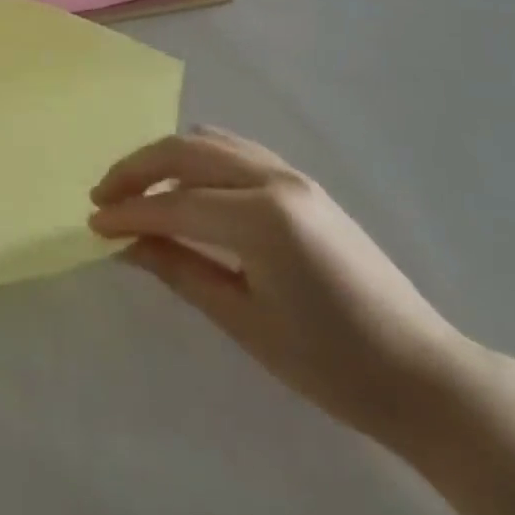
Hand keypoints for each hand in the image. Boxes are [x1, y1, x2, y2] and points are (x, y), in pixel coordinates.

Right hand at [89, 126, 479, 444]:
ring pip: (210, 141)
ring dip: (166, 158)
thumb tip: (126, 242)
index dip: (128, 213)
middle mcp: (273, 179)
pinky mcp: (301, 182)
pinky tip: (186, 187)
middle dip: (137, 169)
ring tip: (138, 189)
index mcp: (261, 217)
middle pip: (185, 152)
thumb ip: (180, 270)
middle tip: (103, 197)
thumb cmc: (332, 365)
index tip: (92, 225)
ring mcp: (291, 174)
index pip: (175, 204)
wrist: (422, 372)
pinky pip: (235, 151)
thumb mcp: (245, 322)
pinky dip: (199, 159)